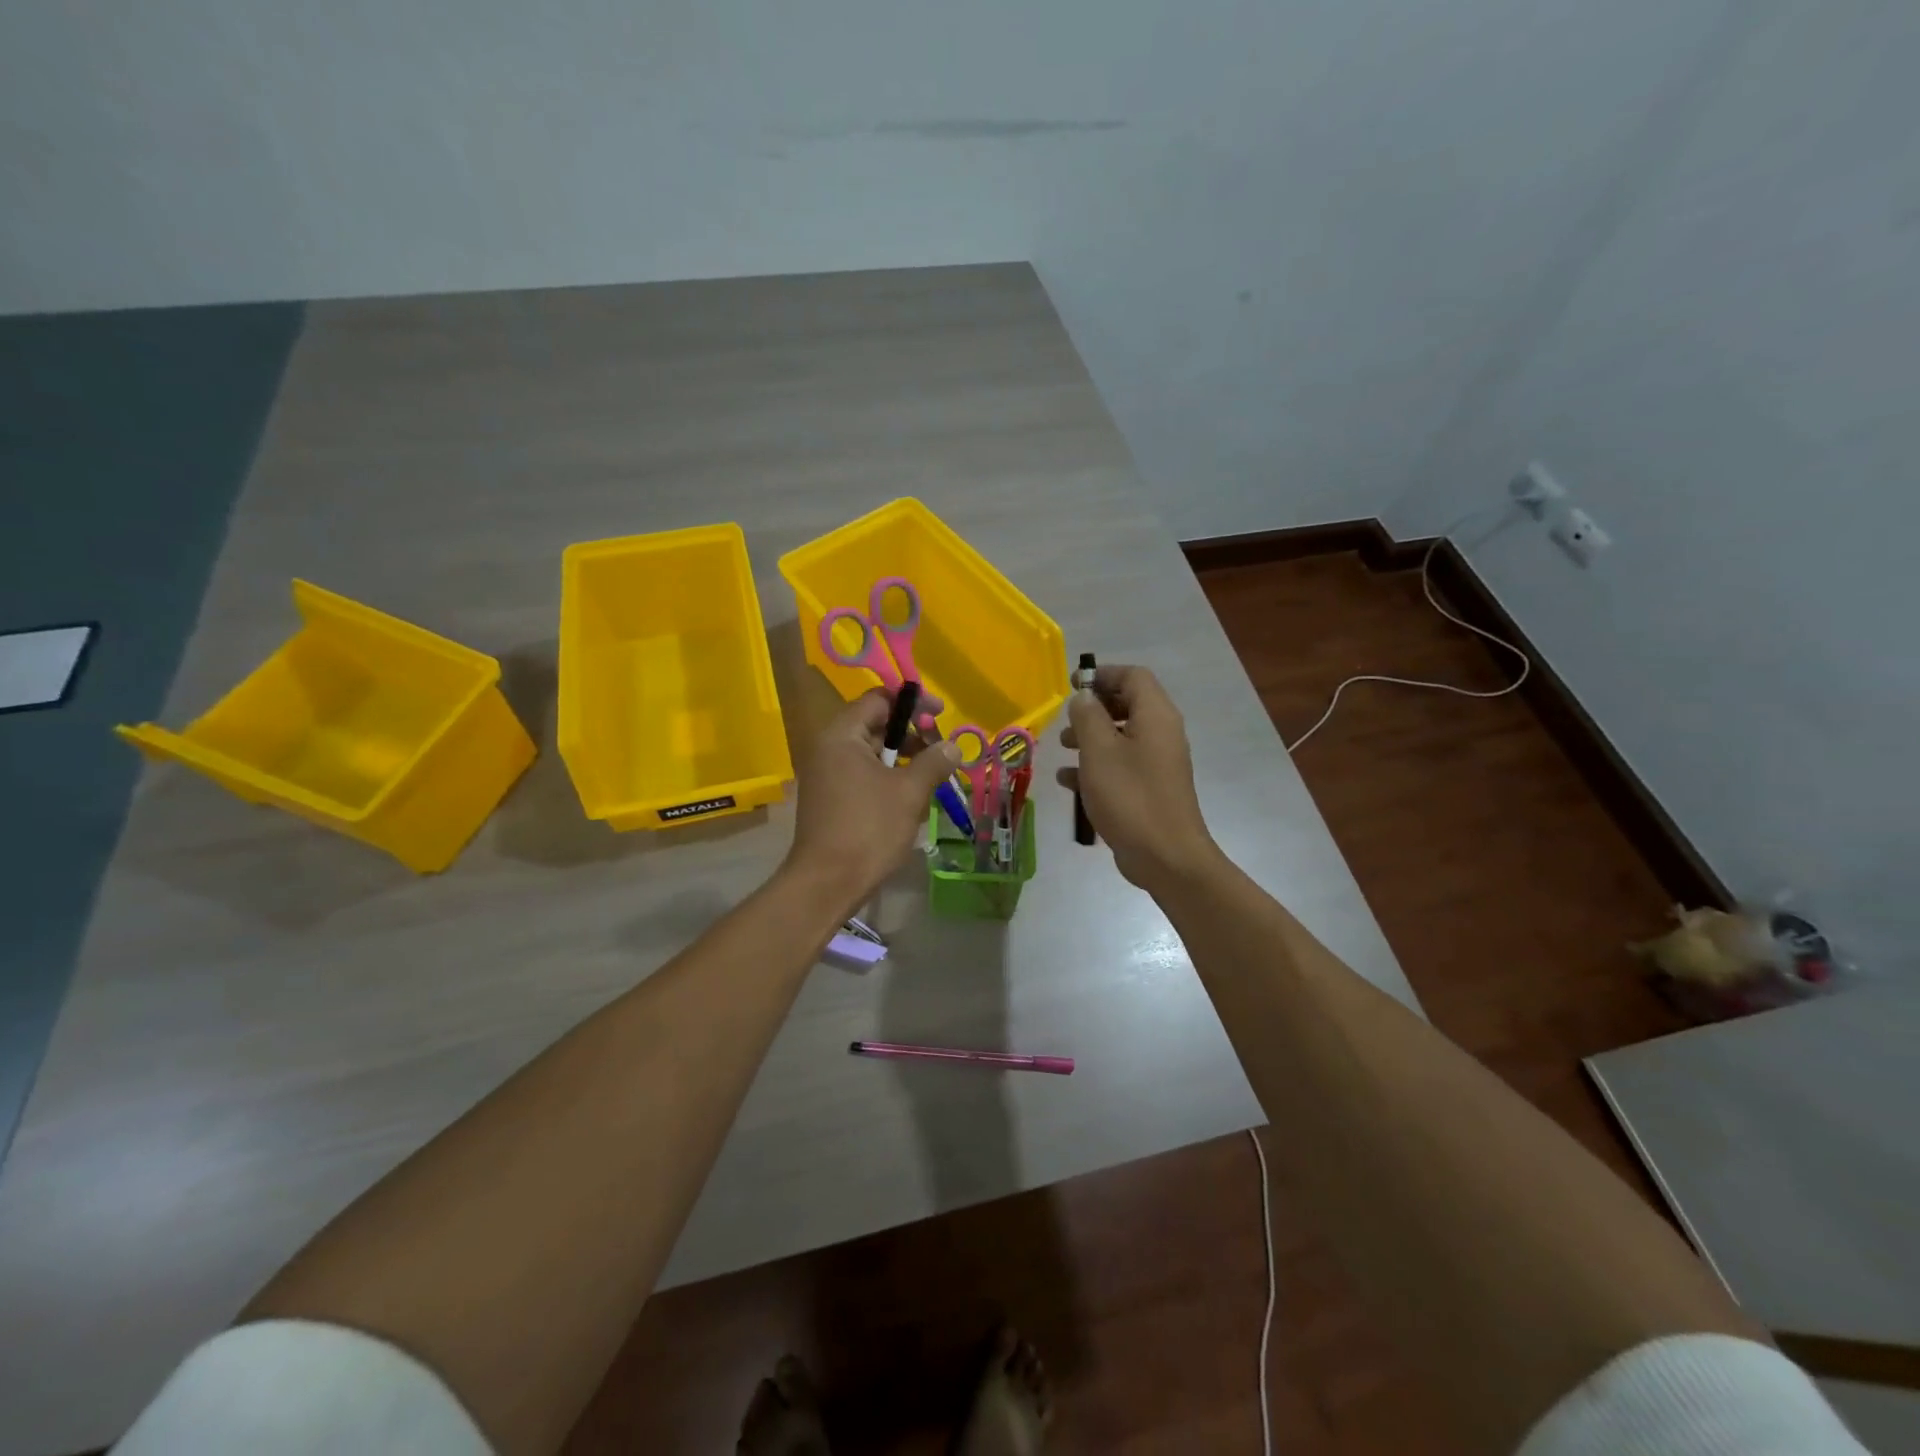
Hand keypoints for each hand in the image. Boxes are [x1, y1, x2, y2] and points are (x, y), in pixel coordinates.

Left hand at [785, 691, 961, 908]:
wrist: (827, 882)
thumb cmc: (869, 829)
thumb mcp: (909, 792)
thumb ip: (934, 761)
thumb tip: (953, 746)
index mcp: (842, 735)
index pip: (879, 699)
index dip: (912, 703)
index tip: (941, 714)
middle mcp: (828, 748)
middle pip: (875, 724)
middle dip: (911, 733)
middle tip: (942, 749)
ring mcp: (827, 774)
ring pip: (872, 752)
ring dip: (904, 757)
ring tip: (932, 775)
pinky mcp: (831, 797)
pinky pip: (863, 773)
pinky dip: (888, 776)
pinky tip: (911, 795)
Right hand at [1063, 665, 1220, 893]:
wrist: (1165, 856)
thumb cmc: (1130, 796)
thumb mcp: (1099, 751)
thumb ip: (1088, 717)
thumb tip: (1084, 697)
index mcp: (1155, 715)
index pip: (1133, 676)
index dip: (1103, 674)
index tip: (1073, 685)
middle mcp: (1162, 733)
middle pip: (1128, 704)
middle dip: (1094, 708)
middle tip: (1066, 719)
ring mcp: (1158, 763)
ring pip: (1121, 736)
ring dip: (1091, 737)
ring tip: (1062, 747)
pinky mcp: (1150, 789)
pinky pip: (1122, 765)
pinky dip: (1097, 766)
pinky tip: (1068, 780)